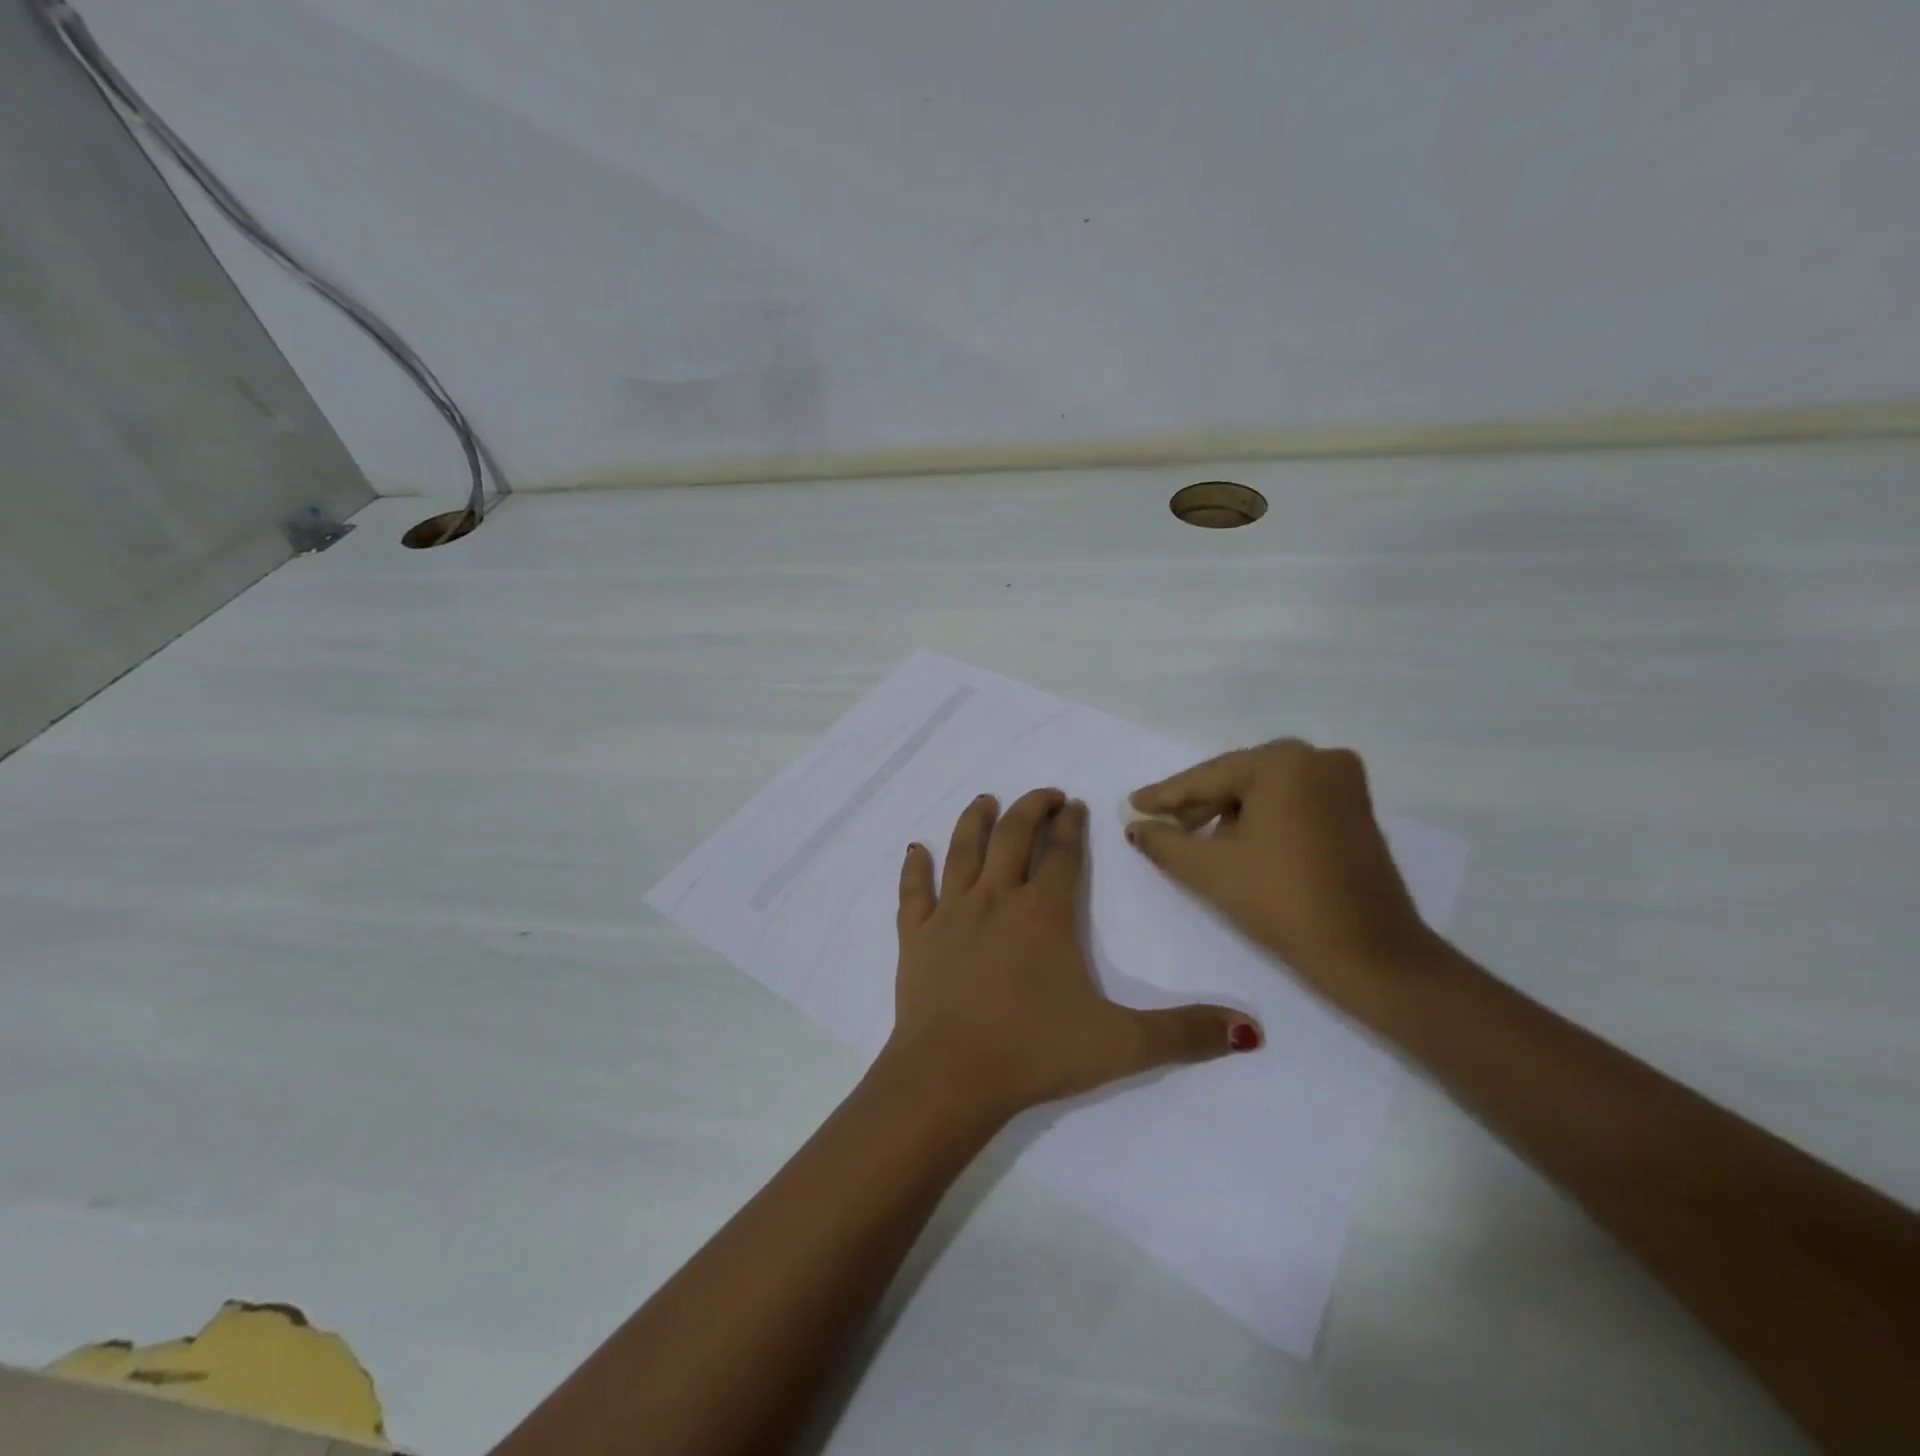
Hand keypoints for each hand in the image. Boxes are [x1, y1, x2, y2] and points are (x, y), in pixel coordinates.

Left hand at [886, 788, 1260, 1123]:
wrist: (950, 1075)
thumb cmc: (1035, 1052)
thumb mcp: (1121, 1045)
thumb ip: (1185, 1034)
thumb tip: (1252, 1030)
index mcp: (1044, 913)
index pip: (1062, 854)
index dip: (1072, 826)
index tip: (1076, 804)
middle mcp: (997, 899)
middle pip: (1014, 838)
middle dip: (1031, 809)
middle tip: (1044, 794)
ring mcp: (951, 914)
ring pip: (964, 852)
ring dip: (975, 822)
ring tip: (985, 801)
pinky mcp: (917, 937)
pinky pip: (913, 893)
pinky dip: (914, 869)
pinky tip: (914, 850)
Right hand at [1125, 740, 1436, 1019]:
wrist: (1369, 952)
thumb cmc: (1281, 901)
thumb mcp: (1209, 869)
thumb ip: (1163, 842)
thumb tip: (1136, 827)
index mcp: (1282, 762)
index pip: (1208, 777)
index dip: (1165, 795)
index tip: (1133, 804)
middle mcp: (1317, 758)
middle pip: (1238, 780)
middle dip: (1200, 804)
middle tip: (1163, 825)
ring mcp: (1343, 782)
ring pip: (1266, 791)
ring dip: (1230, 812)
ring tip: (1199, 841)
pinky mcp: (1356, 808)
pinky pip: (1293, 802)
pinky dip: (1263, 818)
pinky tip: (1240, 842)